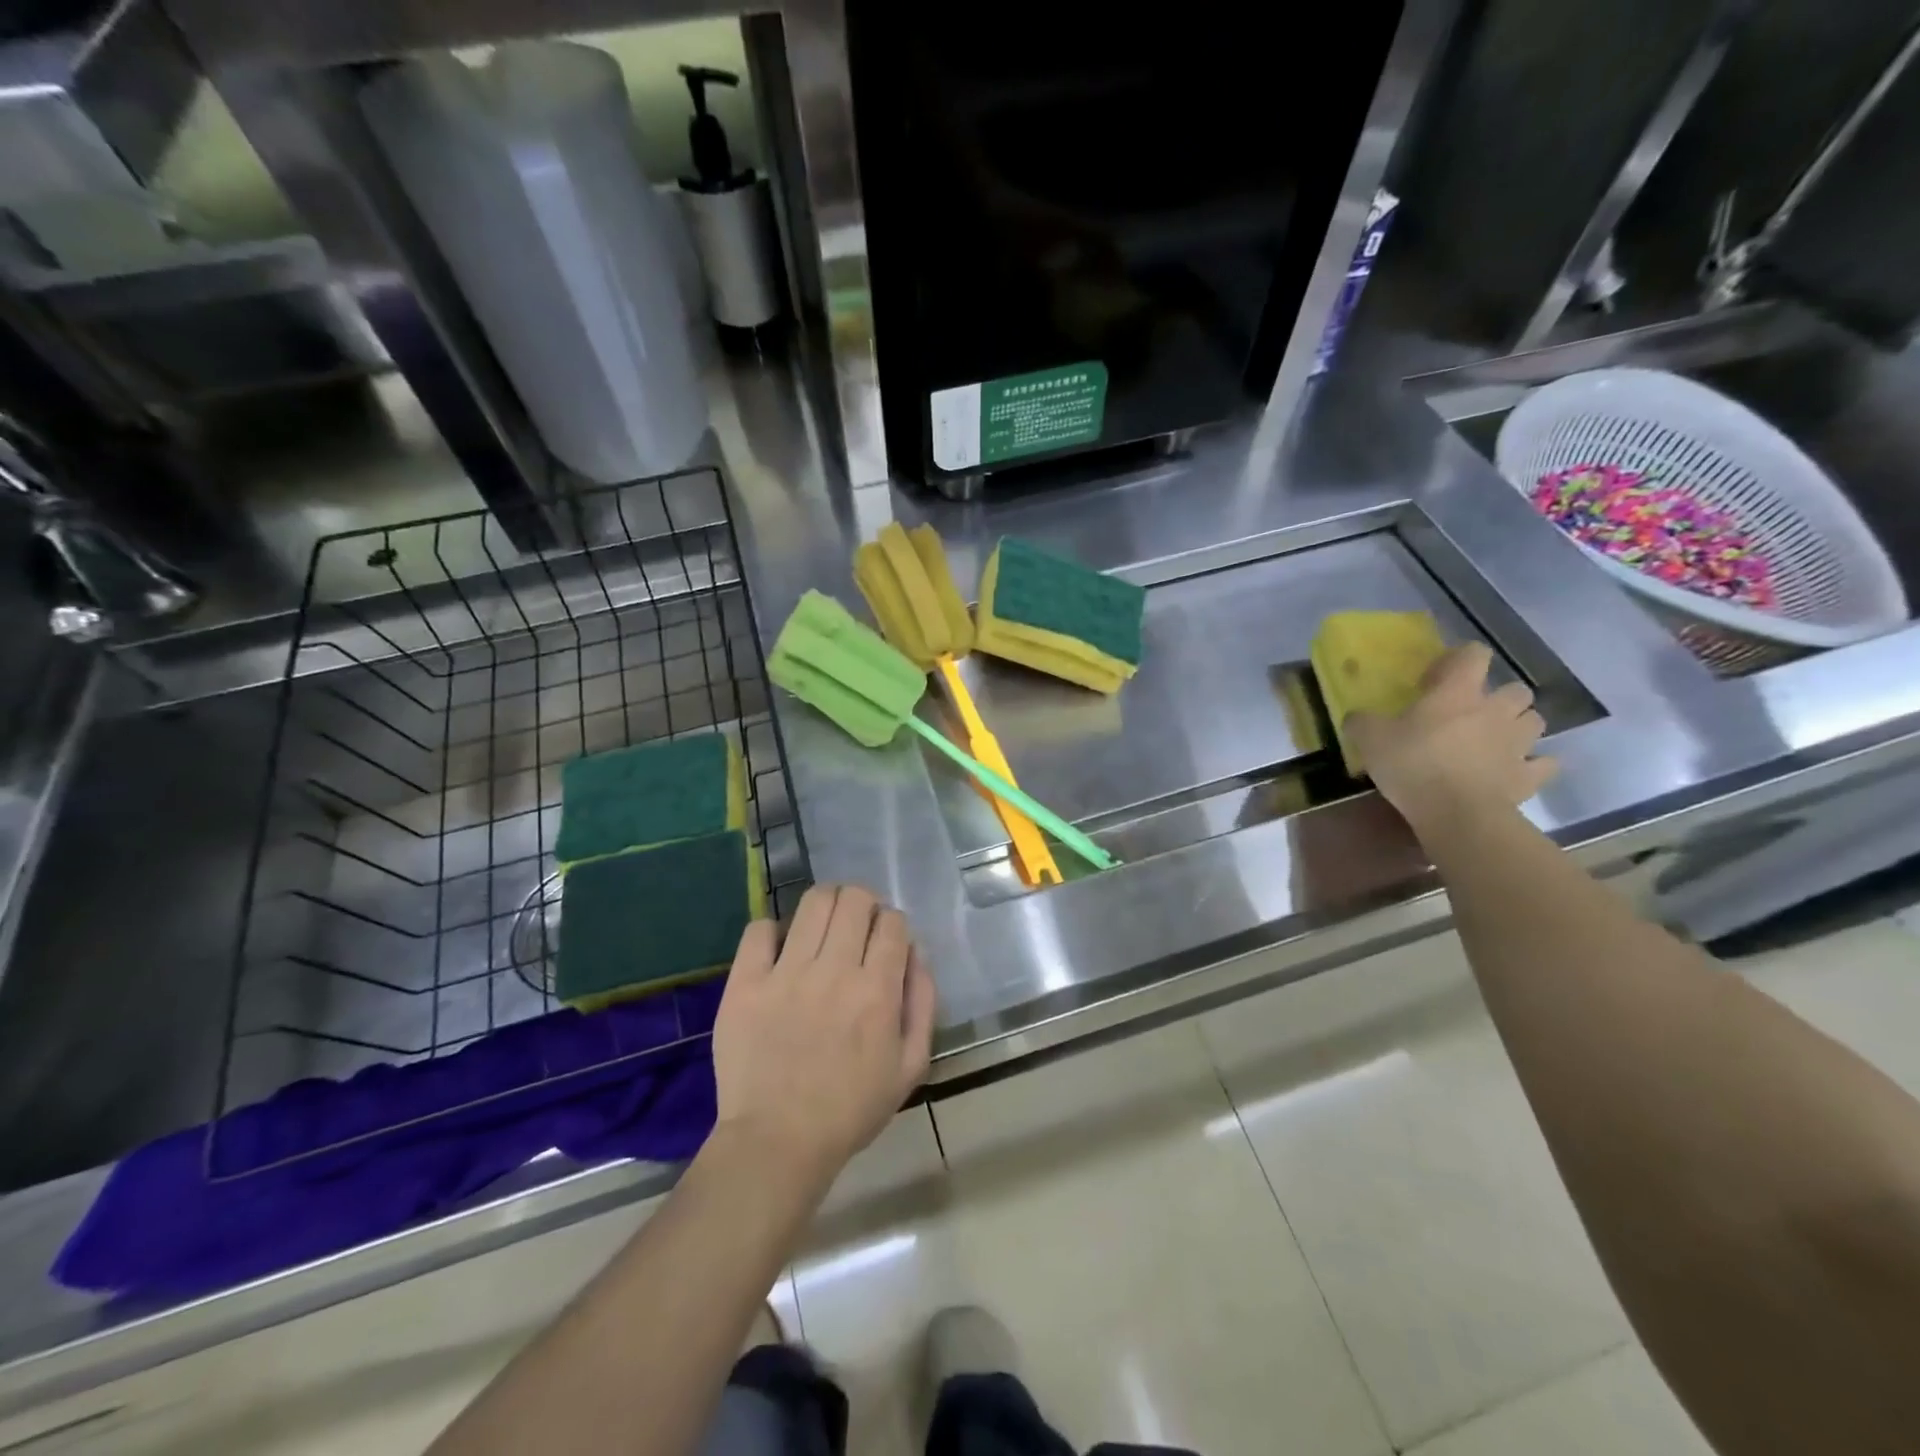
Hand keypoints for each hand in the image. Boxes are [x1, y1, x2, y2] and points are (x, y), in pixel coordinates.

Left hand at [711, 885, 936, 1193]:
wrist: (777, 1142)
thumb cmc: (850, 1109)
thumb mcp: (910, 1066)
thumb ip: (923, 1003)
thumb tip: (915, 952)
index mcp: (877, 991)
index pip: (893, 922)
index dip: (893, 925)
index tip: (885, 943)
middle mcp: (834, 971)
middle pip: (855, 899)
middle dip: (863, 905)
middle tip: (856, 929)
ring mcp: (786, 973)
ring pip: (814, 902)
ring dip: (827, 905)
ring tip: (822, 928)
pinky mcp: (745, 982)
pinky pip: (760, 929)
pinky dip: (774, 931)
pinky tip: (780, 951)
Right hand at [1344, 642, 1556, 831]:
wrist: (1458, 814)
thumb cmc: (1413, 765)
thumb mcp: (1370, 739)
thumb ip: (1362, 722)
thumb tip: (1355, 717)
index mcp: (1459, 692)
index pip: (1474, 654)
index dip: (1458, 660)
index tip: (1435, 680)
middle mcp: (1496, 709)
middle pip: (1515, 689)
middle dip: (1498, 698)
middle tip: (1470, 715)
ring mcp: (1519, 743)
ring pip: (1534, 721)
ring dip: (1517, 726)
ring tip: (1494, 741)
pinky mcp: (1530, 775)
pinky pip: (1542, 764)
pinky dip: (1531, 765)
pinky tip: (1513, 771)